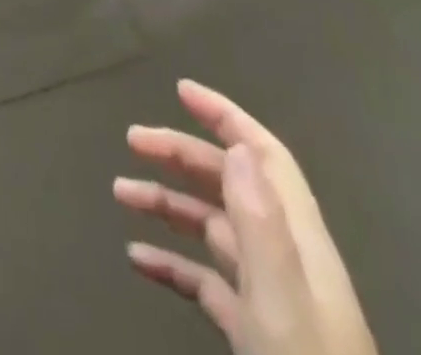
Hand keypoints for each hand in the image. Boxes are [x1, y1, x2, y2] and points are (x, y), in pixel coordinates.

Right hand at [114, 80, 376, 354]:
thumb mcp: (283, 303)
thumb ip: (262, 224)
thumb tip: (237, 145)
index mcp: (299, 240)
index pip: (264, 156)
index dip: (225, 117)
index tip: (181, 91)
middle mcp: (285, 259)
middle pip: (231, 183)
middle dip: (181, 153)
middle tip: (132, 140)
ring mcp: (270, 298)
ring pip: (213, 228)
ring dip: (168, 203)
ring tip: (121, 193)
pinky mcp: (255, 334)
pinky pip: (207, 281)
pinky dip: (173, 262)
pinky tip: (138, 259)